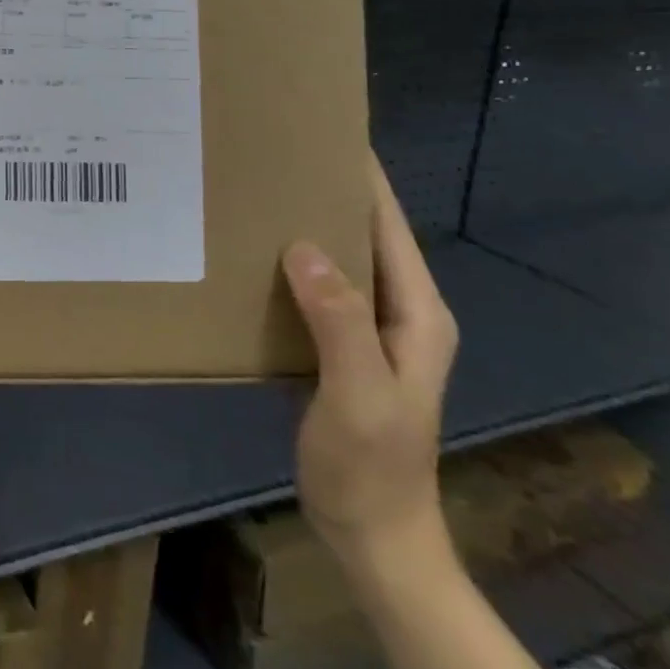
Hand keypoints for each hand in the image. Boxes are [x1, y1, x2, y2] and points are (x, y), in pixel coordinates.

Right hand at [282, 151, 459, 573]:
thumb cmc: (372, 466)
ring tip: (257, 191)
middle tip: (274, 154)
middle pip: (365, 235)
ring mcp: (369, 330)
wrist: (373, 536)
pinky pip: (316, 289)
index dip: (364, 179)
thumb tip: (303, 246)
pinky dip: (290, 264)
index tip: (326, 132)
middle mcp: (398, 311)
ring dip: (305, 226)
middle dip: (328, 192)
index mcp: (416, 313)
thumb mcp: (359, 393)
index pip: (390, 227)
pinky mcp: (340, 346)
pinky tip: (253, 254)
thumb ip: (339, 319)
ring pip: (339, 260)